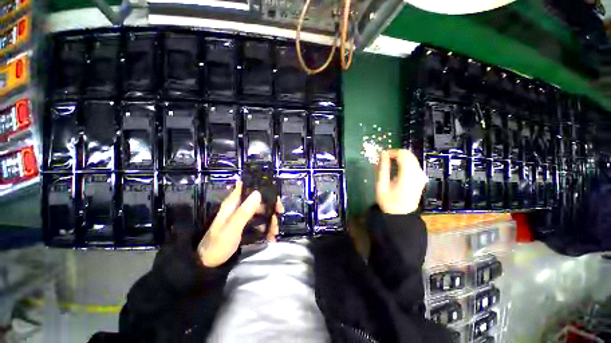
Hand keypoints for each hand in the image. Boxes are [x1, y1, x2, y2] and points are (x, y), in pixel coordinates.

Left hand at [197, 181, 282, 266]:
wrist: (208, 265)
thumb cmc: (218, 245)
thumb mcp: (232, 228)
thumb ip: (244, 211)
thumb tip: (258, 193)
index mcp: (233, 203)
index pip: (248, 188)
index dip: (262, 188)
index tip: (274, 195)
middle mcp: (239, 207)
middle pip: (259, 201)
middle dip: (271, 206)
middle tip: (280, 213)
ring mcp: (243, 217)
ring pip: (261, 212)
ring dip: (270, 220)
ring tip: (274, 232)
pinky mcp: (246, 227)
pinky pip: (260, 223)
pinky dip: (267, 228)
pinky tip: (271, 237)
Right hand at [376, 149, 427, 214]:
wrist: (401, 214)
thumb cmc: (388, 201)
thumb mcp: (381, 185)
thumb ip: (383, 168)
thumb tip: (383, 153)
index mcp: (407, 176)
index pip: (403, 155)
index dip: (392, 152)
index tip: (383, 155)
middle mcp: (418, 174)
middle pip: (409, 155)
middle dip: (396, 153)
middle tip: (385, 158)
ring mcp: (421, 176)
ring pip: (412, 158)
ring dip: (400, 157)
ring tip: (389, 163)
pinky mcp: (421, 178)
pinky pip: (414, 164)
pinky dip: (405, 162)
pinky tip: (397, 168)